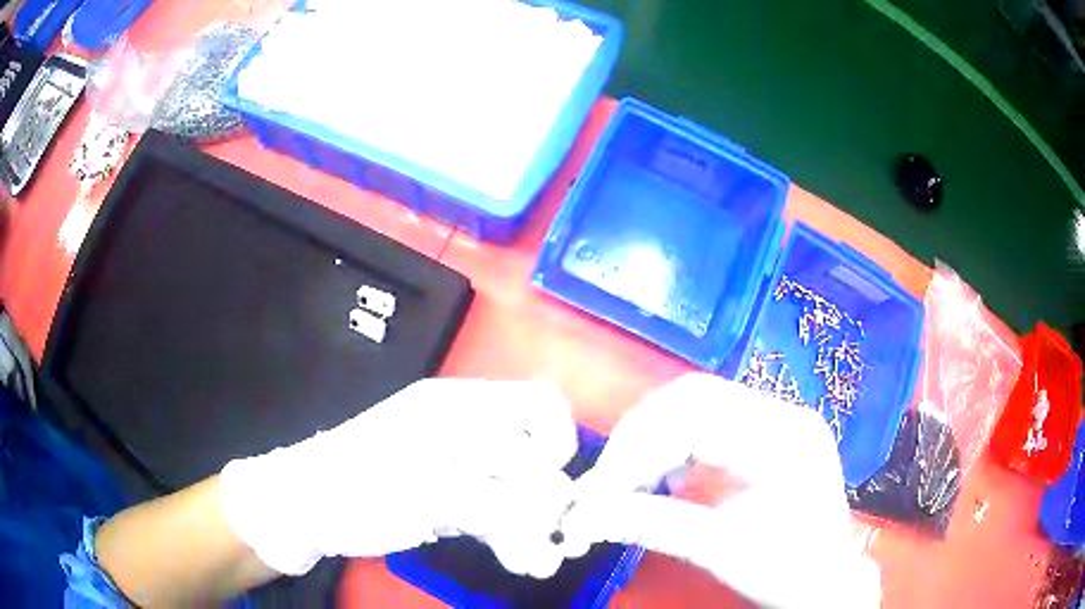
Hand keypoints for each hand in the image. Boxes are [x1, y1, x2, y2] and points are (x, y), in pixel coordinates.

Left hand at [220, 378, 579, 577]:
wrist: (305, 509)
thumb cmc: (356, 487)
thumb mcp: (424, 491)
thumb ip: (494, 504)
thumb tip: (550, 520)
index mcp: (458, 407)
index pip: (536, 408)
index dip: (555, 447)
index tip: (547, 492)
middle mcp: (467, 431)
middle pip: (536, 455)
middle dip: (548, 498)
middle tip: (550, 536)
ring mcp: (462, 468)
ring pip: (521, 490)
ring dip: (535, 525)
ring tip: (538, 563)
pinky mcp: (455, 500)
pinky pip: (499, 513)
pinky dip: (514, 536)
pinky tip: (522, 561)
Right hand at [557, 374, 880, 608]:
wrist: (826, 582)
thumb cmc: (786, 570)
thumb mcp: (721, 551)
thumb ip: (653, 525)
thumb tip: (587, 514)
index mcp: (784, 439)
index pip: (696, 416)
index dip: (639, 446)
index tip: (601, 485)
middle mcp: (784, 415)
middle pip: (694, 396)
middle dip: (641, 434)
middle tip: (609, 476)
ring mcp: (780, 421)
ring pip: (698, 403)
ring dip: (655, 437)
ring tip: (630, 477)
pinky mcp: (770, 435)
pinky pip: (711, 423)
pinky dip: (676, 445)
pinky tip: (665, 476)